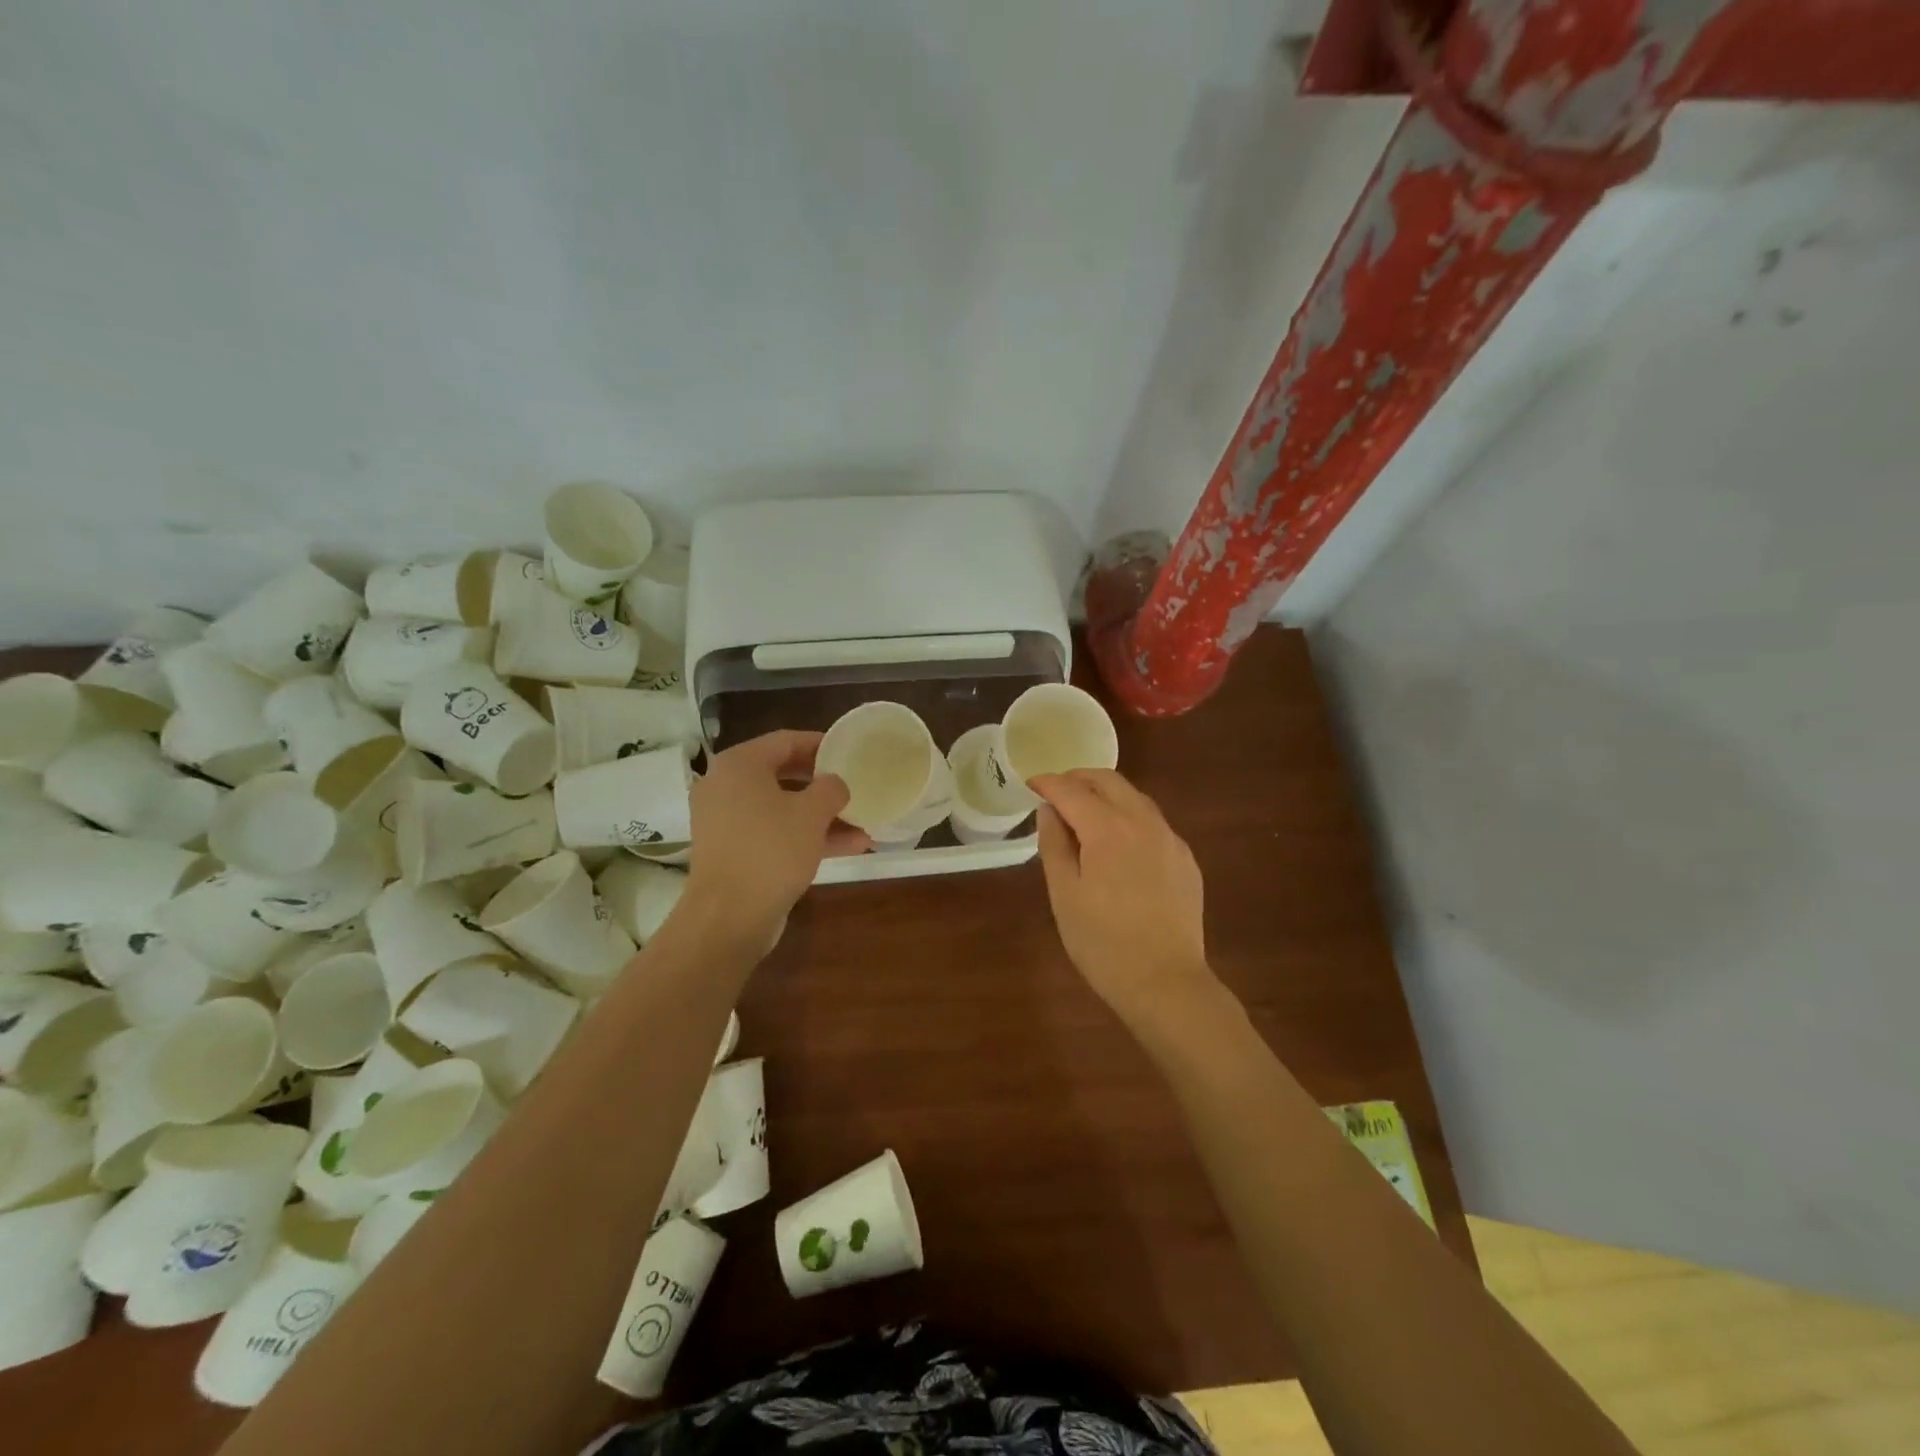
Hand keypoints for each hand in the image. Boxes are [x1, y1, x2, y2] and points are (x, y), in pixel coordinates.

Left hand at [687, 731, 869, 941]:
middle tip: (853, 783)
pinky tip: (848, 847)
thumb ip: (831, 788)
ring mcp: (726, 821)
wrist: (729, 917)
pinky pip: (773, 832)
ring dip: (821, 815)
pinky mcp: (732, 851)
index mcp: (739, 765)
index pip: (785, 740)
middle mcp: (725, 786)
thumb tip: (835, 784)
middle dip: (823, 783)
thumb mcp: (812, 813)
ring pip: (782, 808)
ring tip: (862, 823)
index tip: (848, 750)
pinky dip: (805, 836)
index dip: (820, 743)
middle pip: (783, 774)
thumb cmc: (771, 850)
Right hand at [1032, 769, 1214, 1023]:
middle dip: (1078, 779)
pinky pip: (1153, 823)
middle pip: (1109, 781)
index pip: (1072, 790)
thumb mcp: (1064, 894)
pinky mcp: (1185, 859)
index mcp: (1108, 829)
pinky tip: (1118, 844)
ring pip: (1135, 798)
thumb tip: (1049, 811)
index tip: (1030, 785)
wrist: (1166, 983)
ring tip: (1083, 814)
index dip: (1048, 783)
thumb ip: (1054, 845)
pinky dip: (1128, 818)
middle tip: (1055, 793)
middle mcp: (1144, 822)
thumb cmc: (1103, 943)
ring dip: (1106, 795)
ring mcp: (1170, 840)